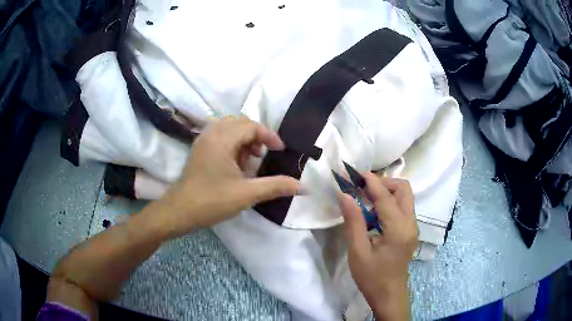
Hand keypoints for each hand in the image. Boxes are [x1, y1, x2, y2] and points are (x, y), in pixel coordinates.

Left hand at [153, 117, 300, 237]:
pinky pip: (220, 138)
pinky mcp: (199, 150)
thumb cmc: (211, 200)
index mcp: (222, 138)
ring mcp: (203, 141)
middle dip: (256, 137)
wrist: (179, 211)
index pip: (251, 126)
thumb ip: (276, 186)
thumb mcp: (247, 194)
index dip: (269, 136)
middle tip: (263, 155)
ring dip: (243, 141)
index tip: (280, 150)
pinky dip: (232, 146)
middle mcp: (211, 133)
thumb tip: (303, 187)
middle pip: (240, 124)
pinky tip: (234, 166)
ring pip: (229, 130)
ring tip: (248, 162)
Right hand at [338, 173, 417, 319]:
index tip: (354, 173)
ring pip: (404, 196)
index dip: (370, 181)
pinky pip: (402, 207)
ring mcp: (412, 226)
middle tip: (361, 188)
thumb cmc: (372, 277)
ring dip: (386, 191)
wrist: (389, 295)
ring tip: (364, 198)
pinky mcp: (410, 231)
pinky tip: (373, 213)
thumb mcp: (358, 251)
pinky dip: (388, 202)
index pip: (385, 196)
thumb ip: (353, 221)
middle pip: (403, 189)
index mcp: (399, 229)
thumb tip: (345, 195)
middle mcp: (410, 223)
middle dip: (383, 183)